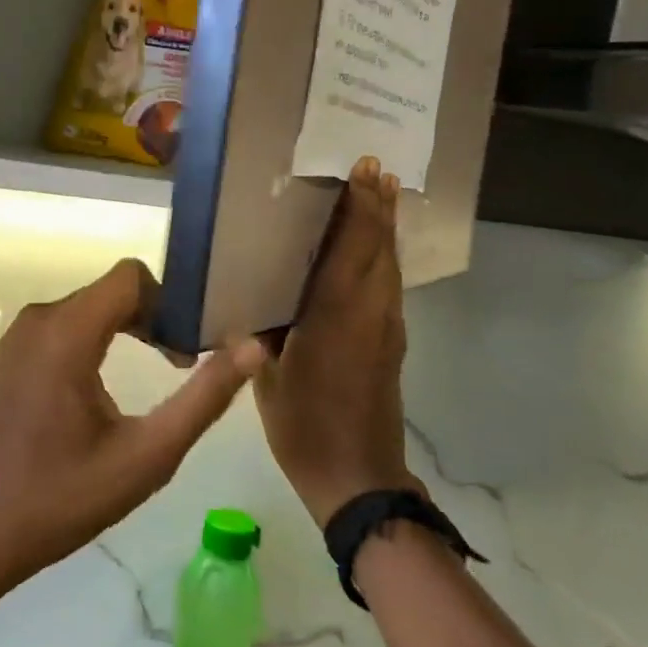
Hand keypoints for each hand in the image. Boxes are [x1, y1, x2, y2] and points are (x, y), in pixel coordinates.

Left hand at [0, 259, 266, 597]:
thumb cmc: (64, 498)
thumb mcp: (147, 455)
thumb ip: (204, 398)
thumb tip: (252, 347)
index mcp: (66, 333)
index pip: (131, 276)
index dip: (170, 301)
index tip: (189, 346)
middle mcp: (37, 320)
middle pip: (111, 291)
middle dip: (152, 318)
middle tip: (180, 365)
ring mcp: (16, 336)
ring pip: (88, 307)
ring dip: (125, 330)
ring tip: (152, 375)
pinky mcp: (8, 356)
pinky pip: (62, 327)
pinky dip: (93, 341)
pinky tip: (103, 391)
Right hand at [256, 156, 421, 525]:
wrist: (358, 477)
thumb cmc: (304, 426)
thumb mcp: (270, 376)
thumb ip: (265, 331)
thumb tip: (256, 300)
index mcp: (337, 315)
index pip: (352, 247)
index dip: (359, 206)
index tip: (364, 169)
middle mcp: (371, 312)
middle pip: (380, 247)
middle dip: (378, 206)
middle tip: (374, 168)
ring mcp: (387, 327)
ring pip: (389, 264)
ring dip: (385, 227)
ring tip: (381, 193)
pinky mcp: (391, 342)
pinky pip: (389, 284)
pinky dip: (383, 255)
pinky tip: (372, 250)